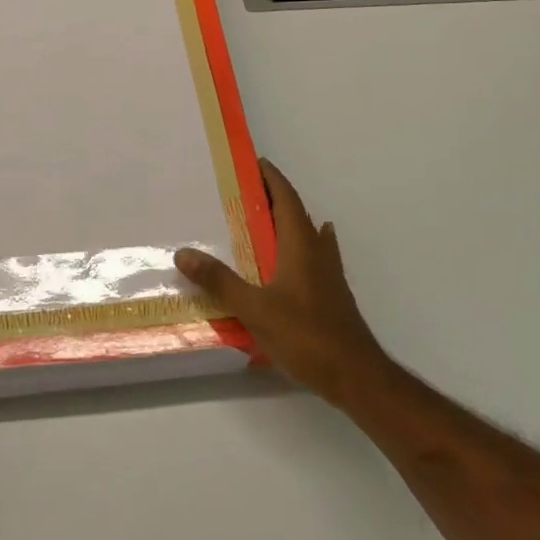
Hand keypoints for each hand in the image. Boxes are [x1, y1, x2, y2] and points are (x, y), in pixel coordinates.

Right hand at [175, 159, 390, 408]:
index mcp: (300, 243)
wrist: (356, 376)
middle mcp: (317, 250)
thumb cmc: (306, 335)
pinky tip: (291, 262)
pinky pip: (312, 257)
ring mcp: (328, 273)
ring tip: (262, 222)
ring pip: (307, 235)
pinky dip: (297, 248)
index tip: (253, 162)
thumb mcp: (255, 308)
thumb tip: (183, 253)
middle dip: (273, 198)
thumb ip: (220, 281)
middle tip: (244, 193)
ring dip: (287, 222)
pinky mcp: (332, 294)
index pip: (286, 197)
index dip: (271, 178)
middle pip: (296, 212)